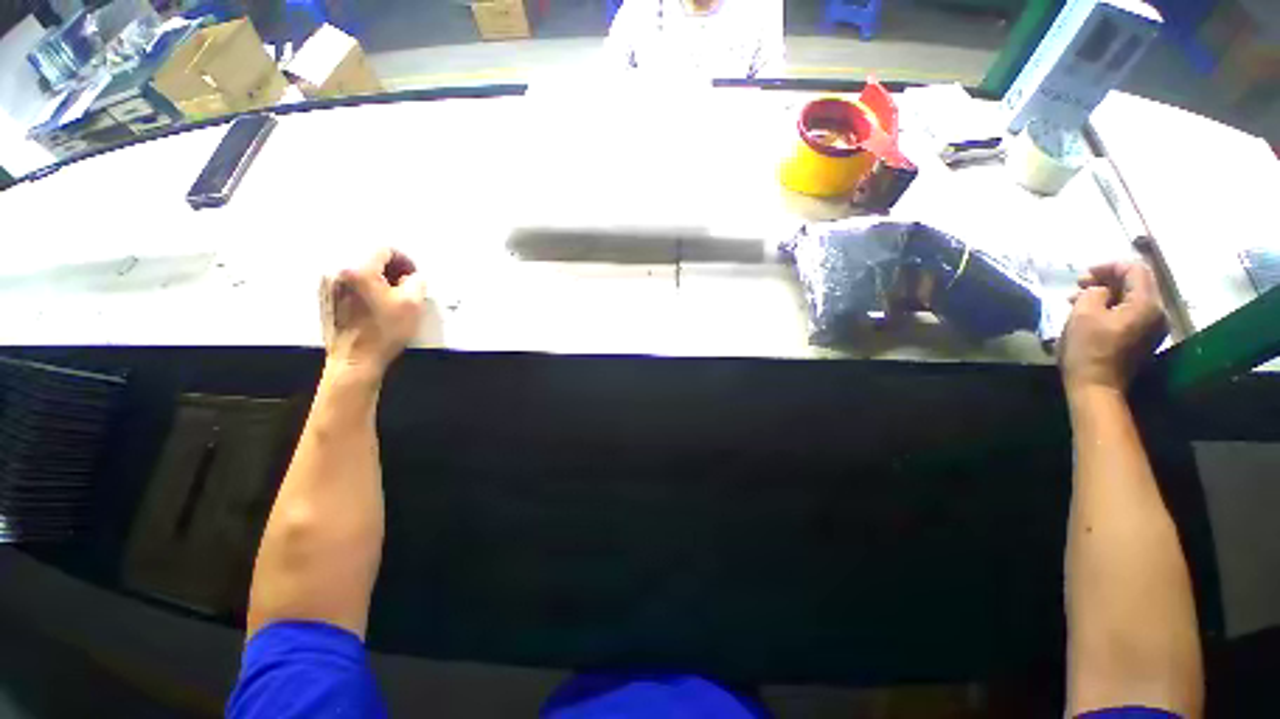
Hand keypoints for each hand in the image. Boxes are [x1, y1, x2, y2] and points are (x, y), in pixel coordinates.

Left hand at [319, 248, 426, 376]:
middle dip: (390, 268)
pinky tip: (374, 303)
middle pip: (368, 257)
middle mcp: (337, 271)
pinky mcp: (324, 296)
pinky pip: (348, 280)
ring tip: (390, 296)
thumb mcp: (412, 305)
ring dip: (377, 277)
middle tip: (405, 285)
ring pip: (358, 269)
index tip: (414, 275)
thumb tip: (412, 276)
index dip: (404, 259)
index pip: (384, 249)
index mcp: (358, 269)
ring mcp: (327, 284)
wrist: (354, 360)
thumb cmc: (385, 332)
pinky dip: (363, 285)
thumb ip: (416, 282)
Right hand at [1059, 262, 1167, 394]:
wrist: (1097, 387)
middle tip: (1079, 285)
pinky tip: (1091, 313)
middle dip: (1108, 280)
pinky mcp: (1143, 338)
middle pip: (1137, 283)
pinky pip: (1131, 313)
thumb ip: (1094, 292)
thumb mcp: (1083, 314)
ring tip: (1079, 300)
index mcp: (1147, 304)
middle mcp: (1157, 312)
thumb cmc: (1088, 349)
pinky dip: (1112, 307)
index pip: (1135, 269)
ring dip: (1107, 294)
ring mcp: (1153, 327)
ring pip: (1132, 298)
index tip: (1084, 273)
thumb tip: (1099, 290)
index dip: (1109, 266)